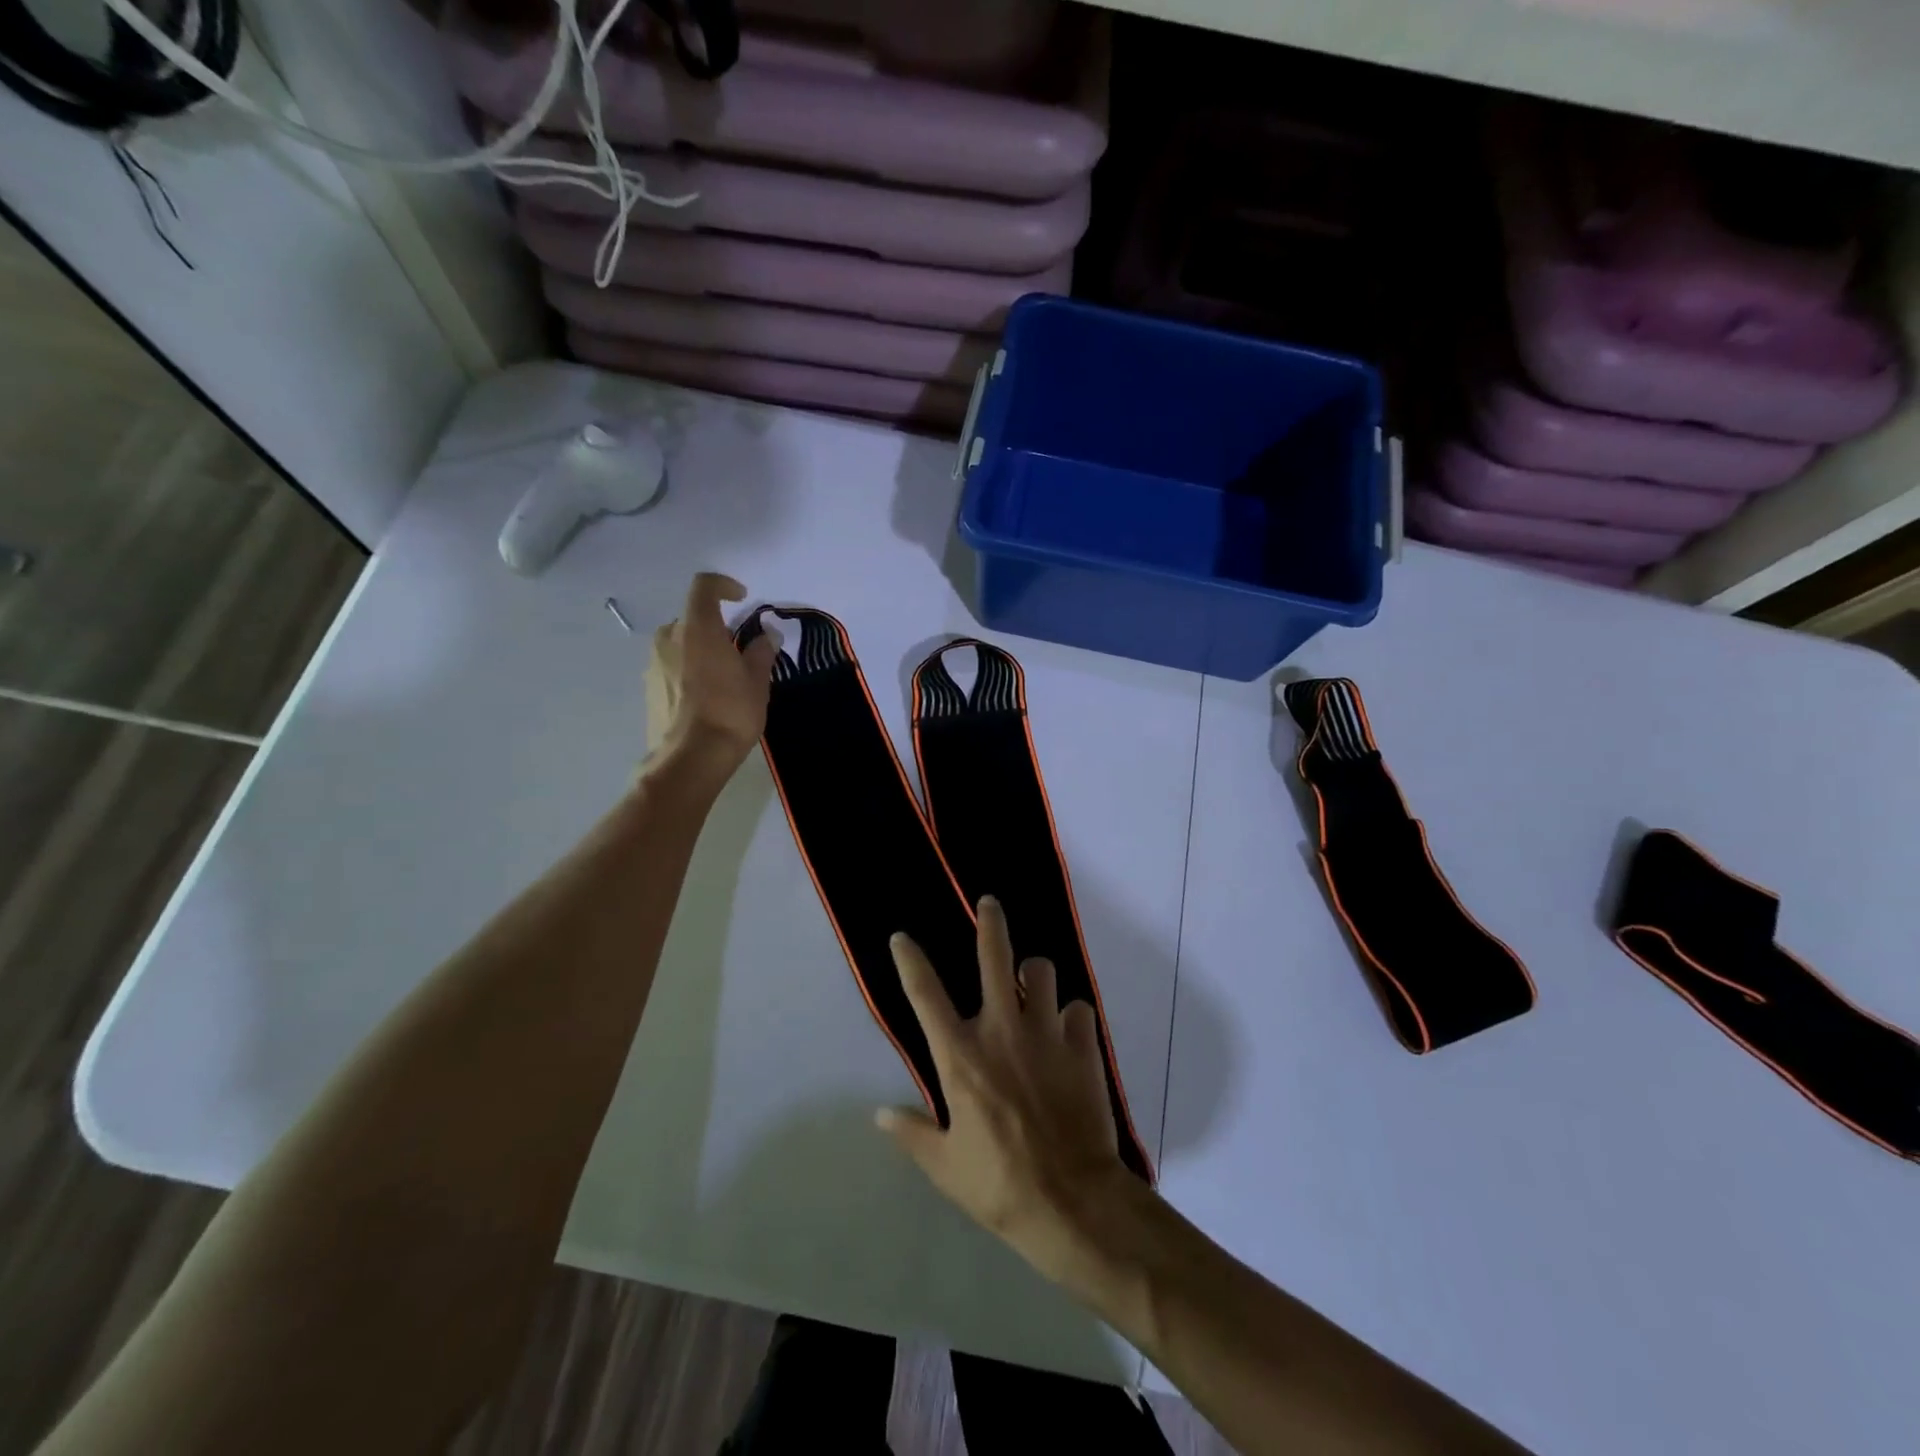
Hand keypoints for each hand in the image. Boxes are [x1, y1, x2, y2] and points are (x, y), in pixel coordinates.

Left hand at [646, 573, 776, 771]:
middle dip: (714, 627)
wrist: (690, 759)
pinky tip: (705, 698)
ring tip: (722, 677)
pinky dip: (687, 671)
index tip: (741, 598)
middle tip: (737, 650)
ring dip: (699, 650)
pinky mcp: (648, 689)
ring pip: (679, 644)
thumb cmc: (730, 712)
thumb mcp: (757, 681)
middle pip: (691, 618)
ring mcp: (653, 664)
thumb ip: (761, 652)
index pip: (704, 587)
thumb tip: (766, 635)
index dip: (723, 585)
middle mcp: (669, 638)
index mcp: (697, 628)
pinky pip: (670, 667)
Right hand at [878, 897, 1134, 1281]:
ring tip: (1033, 987)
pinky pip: (1079, 1008)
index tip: (902, 937)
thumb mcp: (944, 1166)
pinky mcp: (1083, 1045)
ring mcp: (1046, 1033)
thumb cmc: (999, 1185)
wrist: (1074, 1202)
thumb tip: (881, 1114)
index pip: (925, 995)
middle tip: (989, 904)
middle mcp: (1001, 1030)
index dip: (910, 960)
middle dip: (990, 923)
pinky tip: (1069, 1032)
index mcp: (960, 1056)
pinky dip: (1071, 1015)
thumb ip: (912, 1133)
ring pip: (1043, 972)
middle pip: (994, 957)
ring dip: (1035, 976)